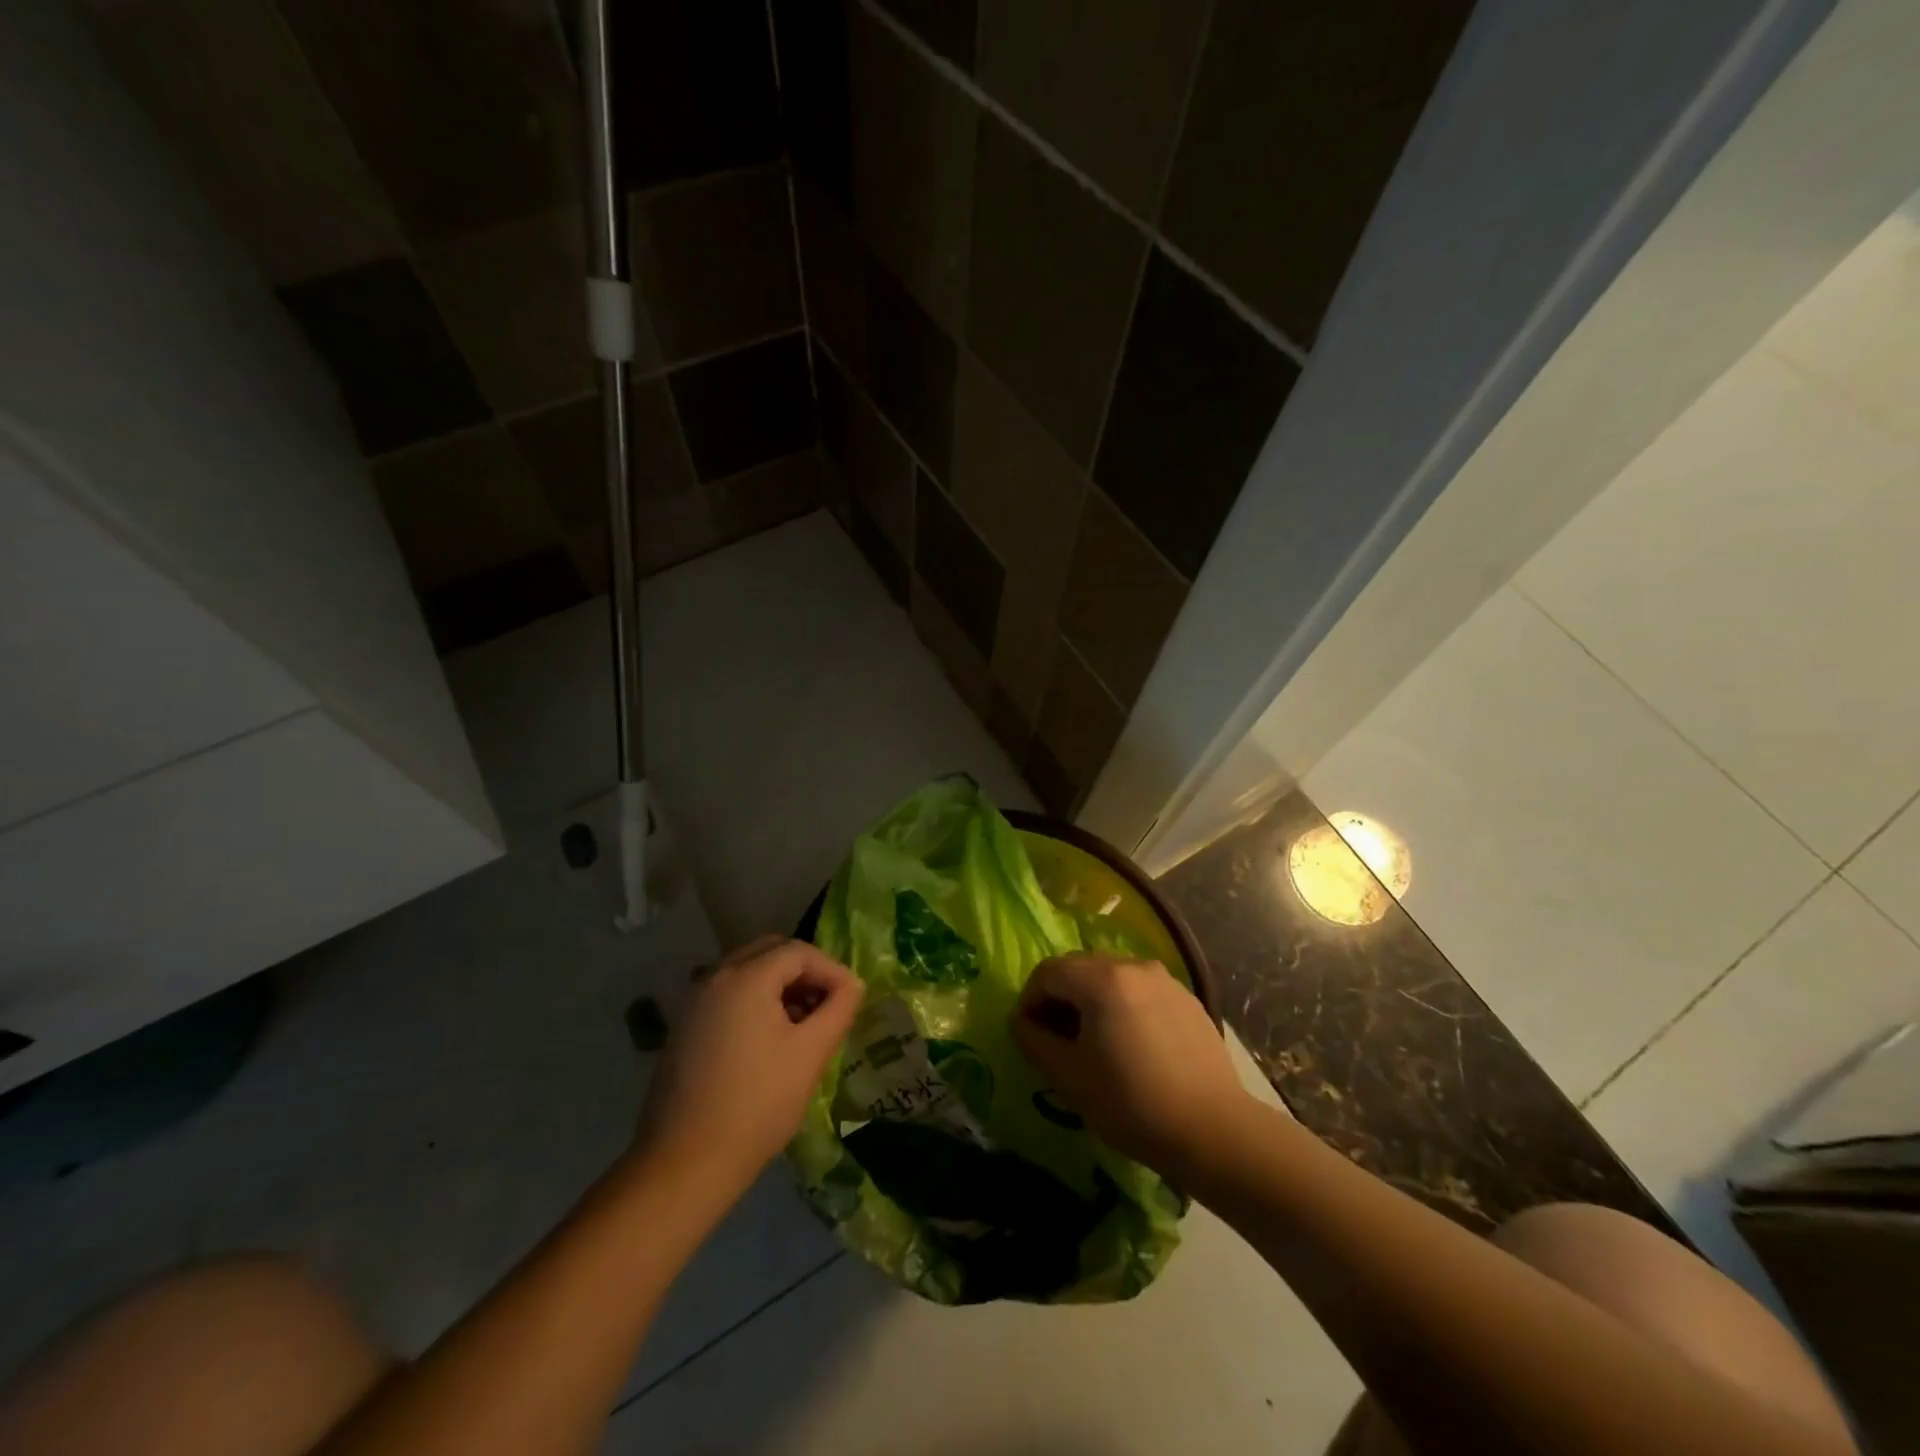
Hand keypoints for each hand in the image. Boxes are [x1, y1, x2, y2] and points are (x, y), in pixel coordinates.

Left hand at [634, 936, 862, 1197]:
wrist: (684, 1163)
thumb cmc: (757, 1104)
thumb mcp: (810, 1054)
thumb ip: (838, 1009)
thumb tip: (853, 985)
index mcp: (745, 977)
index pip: (799, 951)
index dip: (831, 969)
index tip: (851, 999)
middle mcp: (715, 977)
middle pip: (770, 952)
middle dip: (805, 972)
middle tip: (828, 1004)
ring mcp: (694, 1001)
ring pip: (748, 971)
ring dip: (781, 986)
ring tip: (805, 1023)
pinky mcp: (684, 1026)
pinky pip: (729, 994)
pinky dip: (756, 1000)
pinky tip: (771, 1039)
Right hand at [1011, 954, 1248, 1178]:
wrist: (1214, 1131)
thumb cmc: (1131, 1103)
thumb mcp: (1068, 1077)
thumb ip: (1034, 1040)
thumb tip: (1021, 1020)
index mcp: (1101, 978)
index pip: (1048, 972)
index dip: (1030, 1000)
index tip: (1030, 1035)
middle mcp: (1133, 965)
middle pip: (1080, 968)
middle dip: (1061, 998)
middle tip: (1058, 1040)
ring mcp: (1165, 980)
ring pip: (1112, 978)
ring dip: (1093, 1002)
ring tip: (1096, 1044)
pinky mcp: (1188, 1000)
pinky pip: (1142, 992)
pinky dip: (1125, 1008)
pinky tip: (1133, 1047)